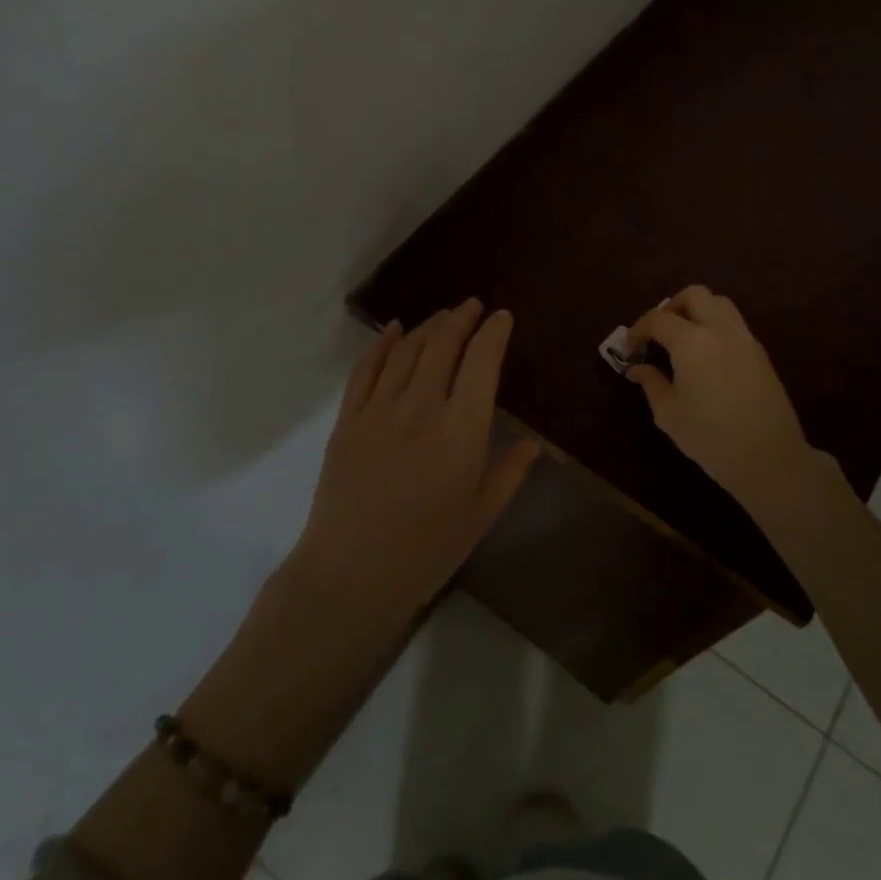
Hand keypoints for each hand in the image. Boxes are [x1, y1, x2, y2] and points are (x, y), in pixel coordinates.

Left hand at [291, 299, 539, 618]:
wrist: (351, 573)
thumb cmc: (427, 550)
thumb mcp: (481, 515)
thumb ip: (509, 472)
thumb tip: (532, 442)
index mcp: (462, 431)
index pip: (482, 363)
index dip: (493, 333)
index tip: (502, 317)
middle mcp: (422, 408)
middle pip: (442, 345)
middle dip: (461, 318)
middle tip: (472, 306)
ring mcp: (379, 409)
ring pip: (406, 350)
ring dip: (428, 326)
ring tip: (442, 317)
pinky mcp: (348, 418)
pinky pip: (365, 368)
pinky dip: (381, 343)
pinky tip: (393, 330)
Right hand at [624, 286, 816, 506]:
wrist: (768, 457)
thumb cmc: (710, 437)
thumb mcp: (668, 413)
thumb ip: (651, 383)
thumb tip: (638, 368)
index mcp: (691, 341)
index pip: (658, 318)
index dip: (638, 329)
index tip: (630, 348)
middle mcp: (720, 329)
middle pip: (694, 295)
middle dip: (671, 307)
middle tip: (658, 334)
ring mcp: (745, 338)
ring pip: (719, 303)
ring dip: (697, 311)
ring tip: (683, 339)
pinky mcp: (760, 353)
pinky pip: (734, 324)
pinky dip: (715, 327)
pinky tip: (706, 356)